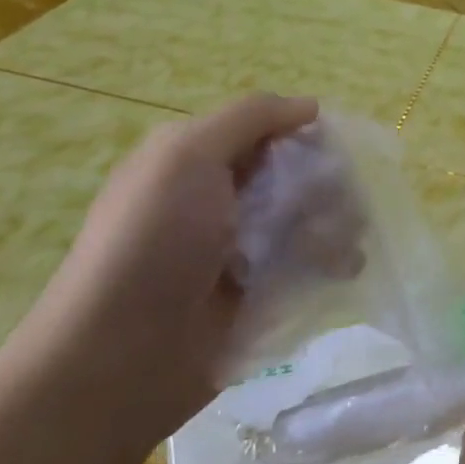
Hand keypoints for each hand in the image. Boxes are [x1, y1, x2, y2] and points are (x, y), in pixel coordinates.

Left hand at [5, 93, 318, 455]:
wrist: (121, 357)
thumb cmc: (153, 242)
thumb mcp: (187, 155)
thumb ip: (250, 118)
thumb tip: (310, 106)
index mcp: (195, 159)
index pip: (268, 129)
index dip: (303, 134)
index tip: (332, 149)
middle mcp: (219, 198)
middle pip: (295, 173)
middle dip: (325, 184)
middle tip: (339, 204)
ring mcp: (241, 248)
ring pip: (309, 218)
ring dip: (334, 223)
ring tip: (343, 245)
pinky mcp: (260, 293)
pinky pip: (308, 263)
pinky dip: (330, 261)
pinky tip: (343, 269)